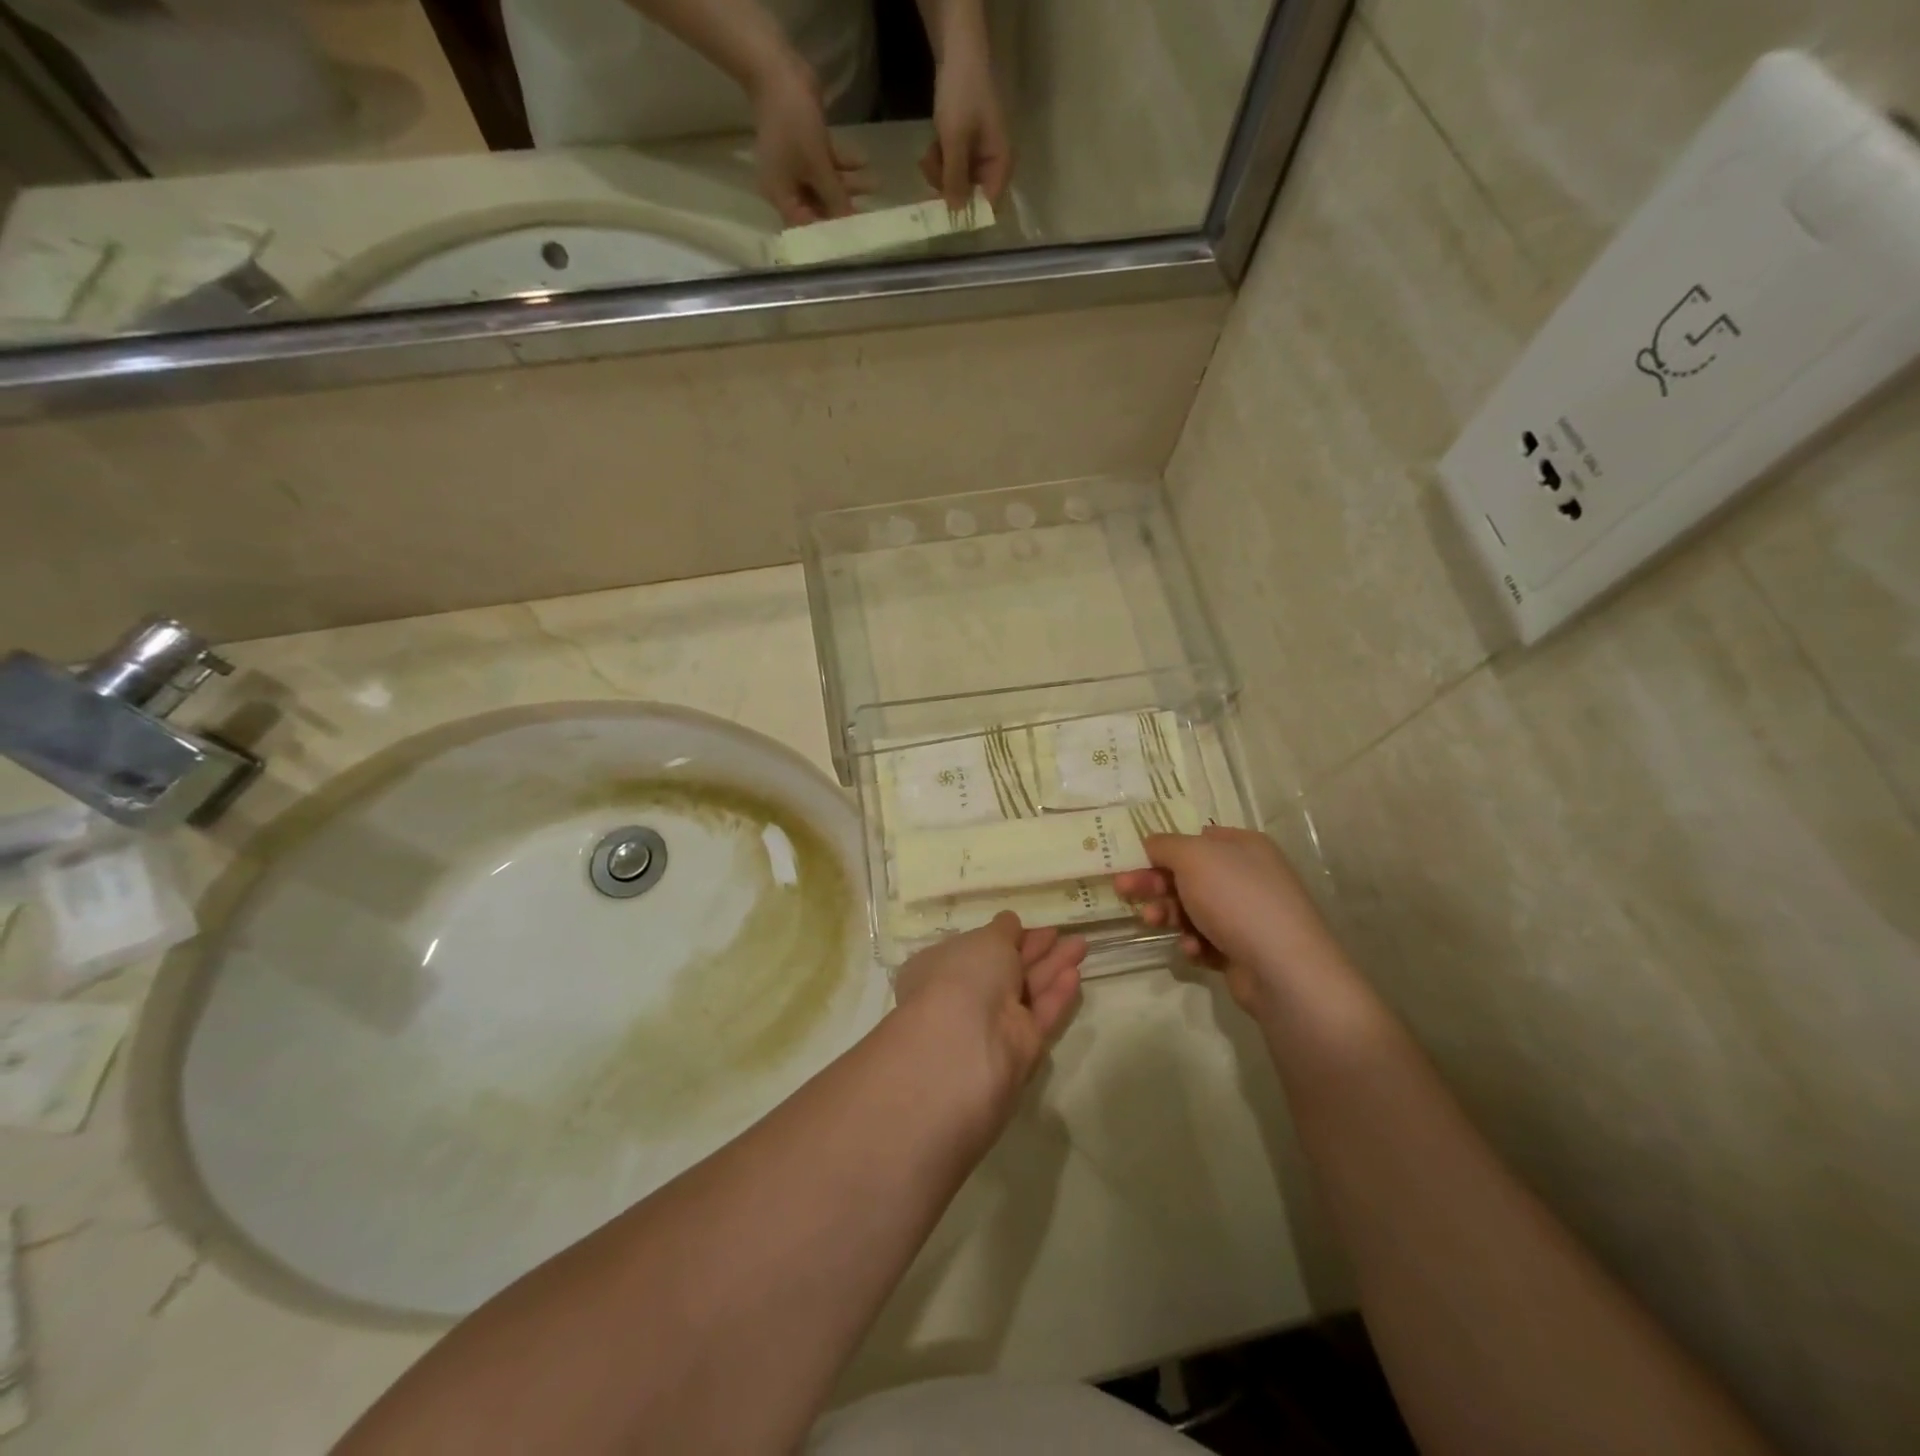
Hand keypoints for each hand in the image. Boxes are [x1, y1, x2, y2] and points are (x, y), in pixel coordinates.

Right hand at [749, 54, 872, 224]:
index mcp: (781, 195)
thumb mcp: (817, 166)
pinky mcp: (808, 148)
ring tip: (876, 183)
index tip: (850, 239)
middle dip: (844, 208)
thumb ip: (835, 197)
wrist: (778, 70)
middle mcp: (788, 185)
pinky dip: (845, 163)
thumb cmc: (793, 124)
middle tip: (870, 215)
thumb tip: (849, 223)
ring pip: (827, 184)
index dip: (827, 234)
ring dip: (850, 184)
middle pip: (819, 207)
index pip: (805, 226)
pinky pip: (828, 163)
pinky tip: (864, 160)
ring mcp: (797, 166)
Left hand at [892, 913, 1085, 1097]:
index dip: (1001, 937)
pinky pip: (1040, 1016)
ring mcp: (992, 1024)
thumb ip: (1003, 931)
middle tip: (1061, 933)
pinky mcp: (1019, 1048)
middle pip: (1005, 969)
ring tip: (1081, 945)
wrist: (966, 1047)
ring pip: (1026, 990)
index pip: (975, 950)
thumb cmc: (964, 976)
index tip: (1026, 925)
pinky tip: (1074, 975)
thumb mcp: (984, 940)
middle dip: (1033, 950)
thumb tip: (1009, 922)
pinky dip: (1056, 995)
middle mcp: (965, 996)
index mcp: (942, 967)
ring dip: (1052, 966)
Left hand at [921, 47, 1012, 208]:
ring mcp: (979, 156)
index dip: (969, 212)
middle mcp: (993, 164)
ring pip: (958, 181)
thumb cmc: (963, 95)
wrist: (957, 52)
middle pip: (971, 194)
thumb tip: (956, 213)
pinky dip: (940, 162)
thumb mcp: (956, 140)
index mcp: (1001, 163)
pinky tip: (929, 150)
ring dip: (939, 174)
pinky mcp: (966, 147)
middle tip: (929, 175)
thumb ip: (956, 178)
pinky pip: (953, 166)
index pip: (989, 204)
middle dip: (948, 187)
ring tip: (927, 157)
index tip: (946, 216)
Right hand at [1115, 827, 1345, 1016]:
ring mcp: (1248, 914)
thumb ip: (1166, 845)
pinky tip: (1192, 949)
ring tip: (1154, 922)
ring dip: (1168, 914)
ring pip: (1192, 908)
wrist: (1283, 969)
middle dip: (1155, 883)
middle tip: (1123, 890)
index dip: (1162, 848)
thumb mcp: (1194, 857)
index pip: (1195, 838)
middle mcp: (1248, 875)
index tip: (1131, 859)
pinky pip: (1206, 939)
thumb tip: (1152, 843)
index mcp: (1243, 846)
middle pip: (1188, 874)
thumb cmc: (1236, 899)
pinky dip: (1193, 942)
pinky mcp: (1243, 949)